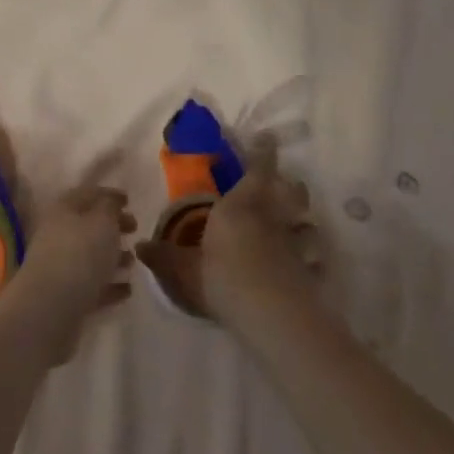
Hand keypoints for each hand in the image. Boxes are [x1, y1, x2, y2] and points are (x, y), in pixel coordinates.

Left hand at [5, 184, 134, 362]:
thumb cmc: (79, 255)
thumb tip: (111, 201)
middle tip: (135, 229)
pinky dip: (110, 285)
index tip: (129, 200)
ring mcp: (62, 267)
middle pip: (89, 226)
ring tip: (134, 261)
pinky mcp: (68, 297)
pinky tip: (128, 289)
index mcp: (64, 210)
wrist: (50, 309)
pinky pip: (93, 286)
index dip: (109, 195)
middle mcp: (59, 235)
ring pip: (91, 257)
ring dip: (113, 256)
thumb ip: (110, 208)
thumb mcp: (102, 222)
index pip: (88, 195)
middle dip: (113, 226)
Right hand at [135, 158, 324, 329]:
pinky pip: (314, 259)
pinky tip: (310, 265)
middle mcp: (271, 218)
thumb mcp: (183, 269)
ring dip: (304, 219)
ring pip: (307, 221)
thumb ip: (162, 256)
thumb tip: (139, 246)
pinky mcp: (308, 273)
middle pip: (289, 191)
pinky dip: (313, 259)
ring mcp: (294, 245)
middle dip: (288, 183)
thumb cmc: (222, 278)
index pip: (256, 170)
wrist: (271, 316)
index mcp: (240, 206)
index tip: (268, 137)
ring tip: (299, 222)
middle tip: (284, 181)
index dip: (263, 152)